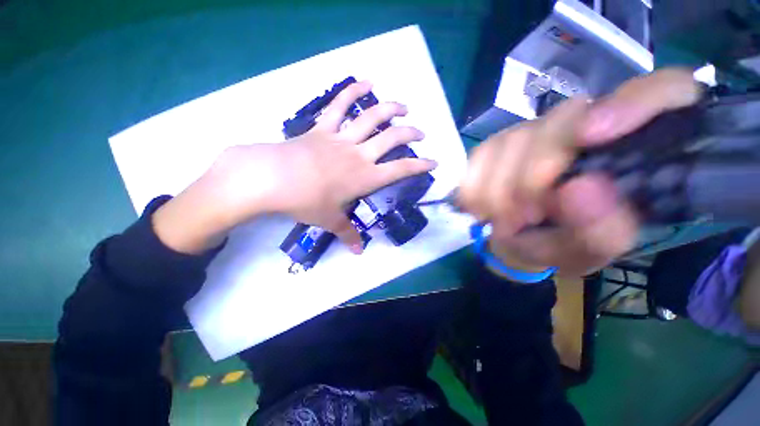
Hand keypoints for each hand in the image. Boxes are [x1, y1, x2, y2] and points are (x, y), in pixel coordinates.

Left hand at [153, 80, 435, 253]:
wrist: (272, 179)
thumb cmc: (305, 201)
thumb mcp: (329, 220)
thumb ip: (347, 234)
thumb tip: (358, 253)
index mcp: (365, 177)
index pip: (400, 169)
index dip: (419, 165)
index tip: (432, 162)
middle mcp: (359, 155)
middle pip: (392, 138)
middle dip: (410, 133)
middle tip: (420, 132)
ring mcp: (341, 138)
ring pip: (372, 117)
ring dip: (390, 109)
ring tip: (403, 106)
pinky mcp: (322, 128)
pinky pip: (339, 105)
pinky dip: (353, 92)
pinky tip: (366, 82)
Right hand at [459, 69, 702, 276]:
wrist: (517, 239)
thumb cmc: (562, 245)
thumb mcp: (589, 252)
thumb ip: (599, 232)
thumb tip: (578, 190)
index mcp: (637, 149)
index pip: (665, 91)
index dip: (634, 102)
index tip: (593, 135)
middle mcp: (586, 125)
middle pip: (561, 120)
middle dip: (532, 176)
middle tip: (525, 217)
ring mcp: (535, 131)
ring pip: (510, 140)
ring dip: (499, 190)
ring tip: (504, 220)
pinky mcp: (496, 144)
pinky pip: (478, 156)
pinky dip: (475, 187)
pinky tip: (482, 208)